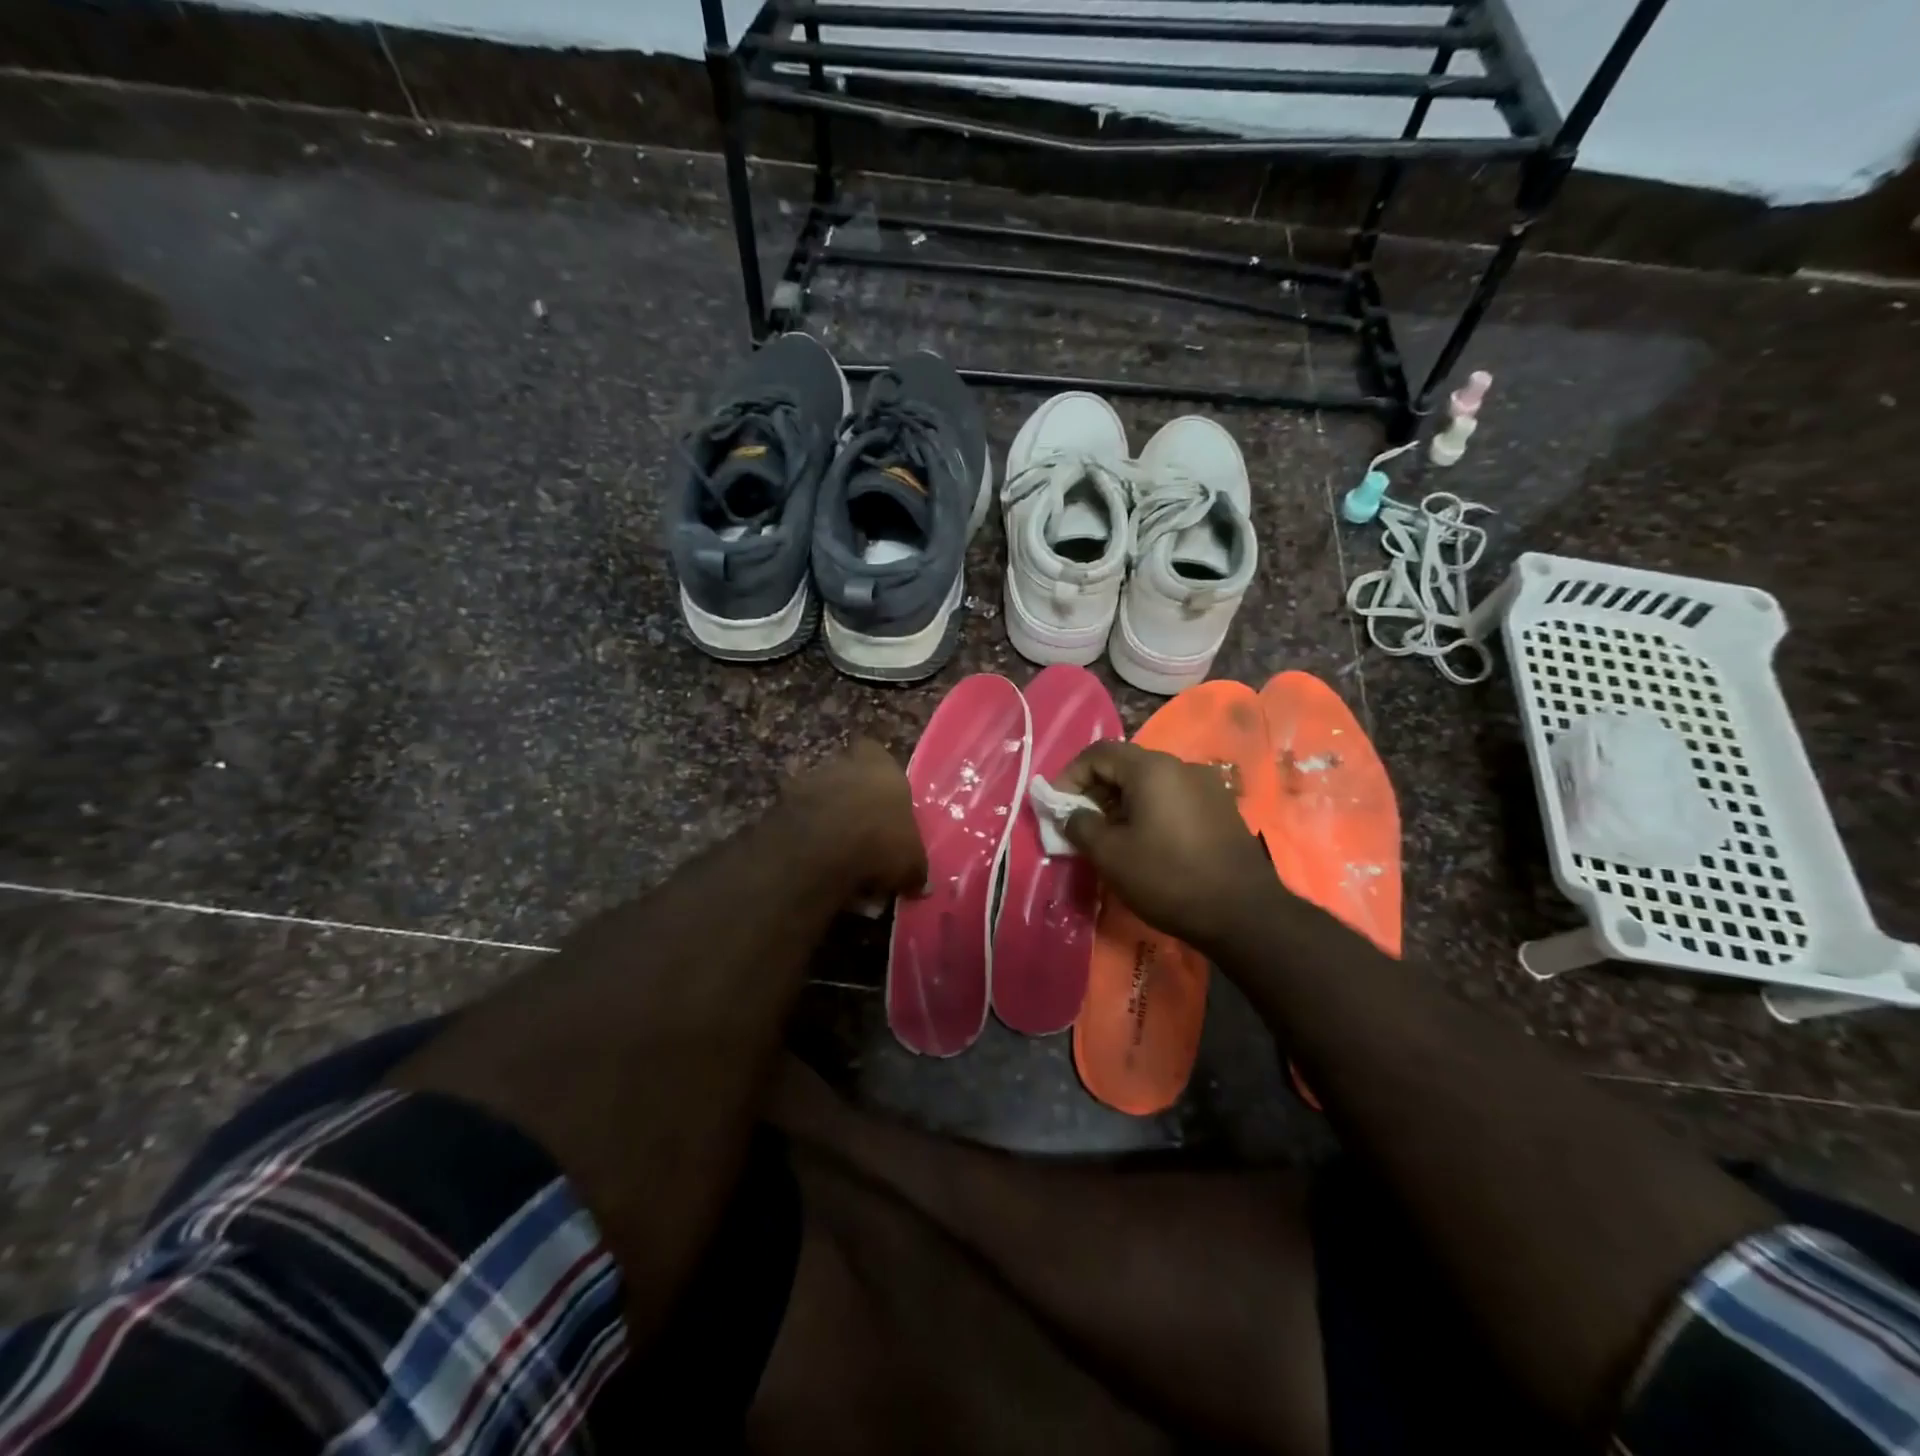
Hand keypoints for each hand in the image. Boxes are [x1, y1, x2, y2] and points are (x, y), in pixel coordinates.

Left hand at [783, 740, 926, 900]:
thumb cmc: (880, 841)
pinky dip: (805, 839)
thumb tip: (918, 882)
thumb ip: (914, 866)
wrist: (818, 852)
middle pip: (846, 776)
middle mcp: (840, 764)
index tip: (884, 801)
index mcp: (879, 765)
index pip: (876, 753)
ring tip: (837, 856)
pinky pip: (797, 822)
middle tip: (863, 834)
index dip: (879, 776)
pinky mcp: (776, 807)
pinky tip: (815, 865)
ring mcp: (804, 783)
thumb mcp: (912, 861)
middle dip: (852, 801)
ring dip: (826, 821)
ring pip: (819, 799)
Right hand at [1056, 740, 1277, 950]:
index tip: (1057, 807)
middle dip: (1095, 790)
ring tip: (1109, 837)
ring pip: (1150, 783)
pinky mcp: (1220, 809)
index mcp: (1152, 769)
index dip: (1070, 776)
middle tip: (1079, 824)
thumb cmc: (1168, 877)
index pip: (1099, 753)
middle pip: (1125, 765)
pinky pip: (1173, 798)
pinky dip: (1149, 811)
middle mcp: (1181, 766)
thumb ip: (1080, 826)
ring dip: (1122, 802)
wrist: (1243, 913)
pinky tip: (1144, 842)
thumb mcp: (1110, 855)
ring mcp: (1206, 786)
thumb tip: (1072, 814)